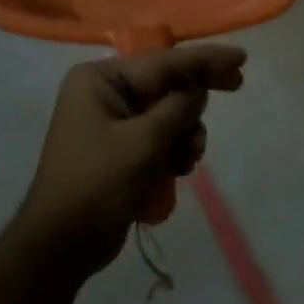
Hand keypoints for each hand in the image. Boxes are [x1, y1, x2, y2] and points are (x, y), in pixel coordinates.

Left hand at [15, 45, 246, 273]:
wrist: (62, 245)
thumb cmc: (99, 184)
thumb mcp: (145, 141)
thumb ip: (178, 107)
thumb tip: (197, 90)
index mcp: (100, 79)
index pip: (164, 62)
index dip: (205, 60)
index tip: (241, 58)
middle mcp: (104, 92)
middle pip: (166, 83)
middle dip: (195, 97)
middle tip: (238, 85)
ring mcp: (111, 121)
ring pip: (168, 113)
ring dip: (185, 133)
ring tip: (186, 159)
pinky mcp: (120, 148)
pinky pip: (159, 136)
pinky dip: (173, 149)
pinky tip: (177, 170)